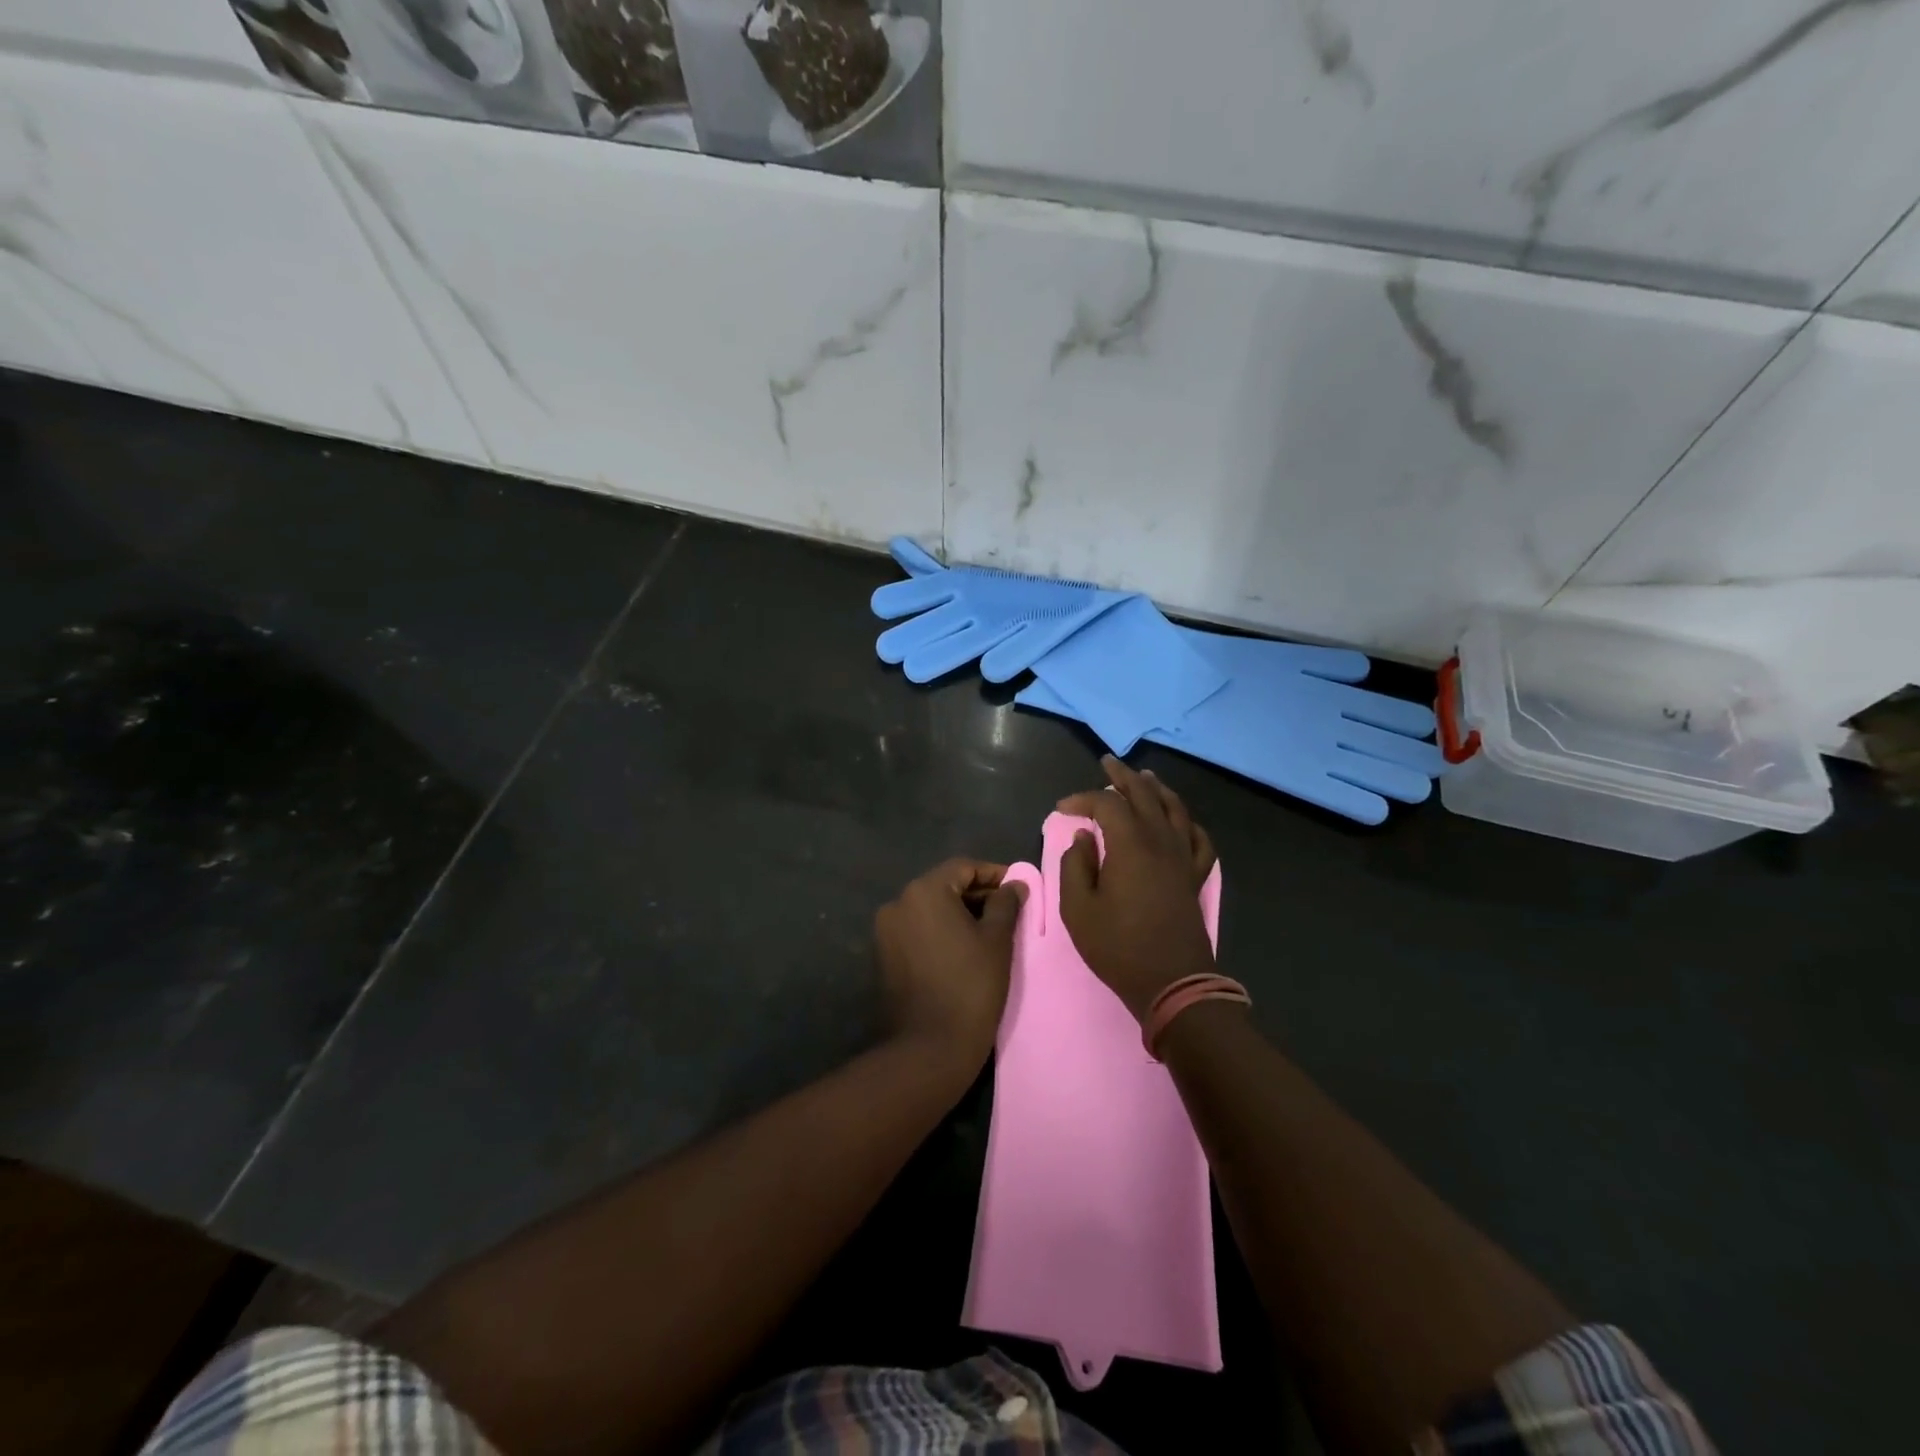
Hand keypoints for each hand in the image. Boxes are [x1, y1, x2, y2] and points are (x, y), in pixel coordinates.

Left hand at [874, 858, 1026, 1080]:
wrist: (930, 1047)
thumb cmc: (971, 985)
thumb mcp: (997, 940)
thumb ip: (1006, 903)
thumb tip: (1015, 884)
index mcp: (924, 891)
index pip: (963, 867)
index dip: (993, 874)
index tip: (1018, 887)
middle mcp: (898, 903)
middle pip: (944, 886)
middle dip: (977, 894)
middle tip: (1008, 909)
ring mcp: (886, 931)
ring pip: (929, 909)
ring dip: (958, 913)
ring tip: (990, 930)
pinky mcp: (883, 956)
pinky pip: (917, 930)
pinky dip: (940, 931)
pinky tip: (963, 948)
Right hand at [1057, 756, 1217, 1020]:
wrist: (1172, 982)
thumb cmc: (1118, 947)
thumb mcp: (1079, 909)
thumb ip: (1075, 867)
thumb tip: (1084, 839)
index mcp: (1130, 845)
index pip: (1106, 805)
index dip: (1083, 799)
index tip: (1062, 808)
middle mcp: (1161, 841)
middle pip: (1144, 795)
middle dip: (1122, 777)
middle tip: (1108, 763)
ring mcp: (1183, 857)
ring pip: (1174, 809)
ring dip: (1157, 790)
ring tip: (1144, 778)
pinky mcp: (1194, 876)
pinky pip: (1198, 839)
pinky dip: (1188, 823)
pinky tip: (1180, 820)